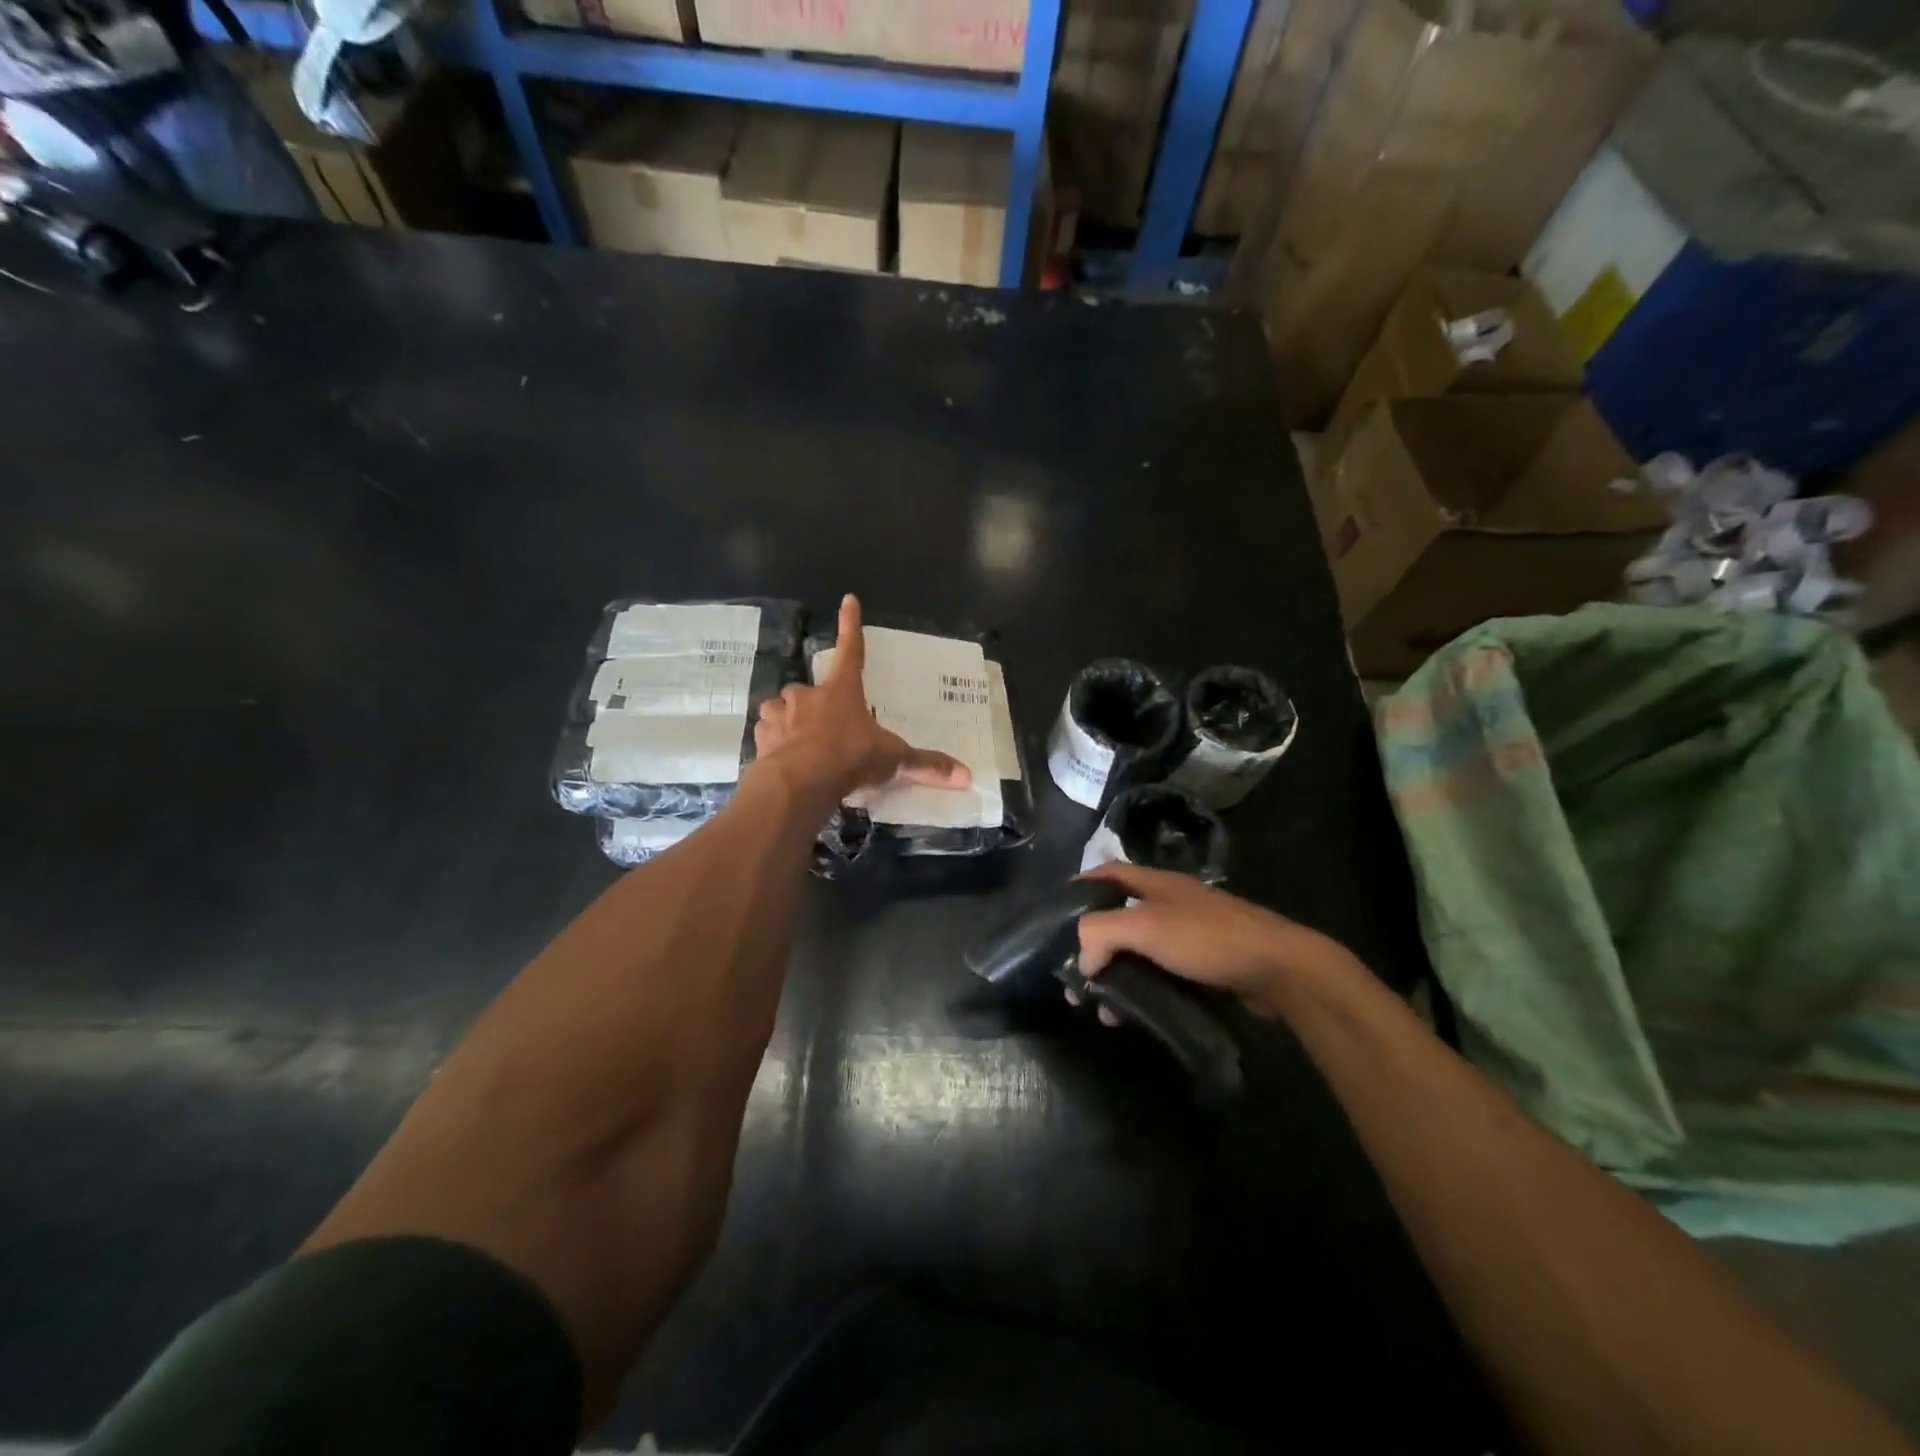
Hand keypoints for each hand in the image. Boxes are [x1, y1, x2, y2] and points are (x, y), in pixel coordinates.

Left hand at [753, 594, 972, 802]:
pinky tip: (782, 759)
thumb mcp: (892, 759)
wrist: (801, 781)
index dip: (851, 624)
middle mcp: (808, 696)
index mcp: (842, 691)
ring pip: (780, 709)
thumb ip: (924, 765)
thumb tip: (967, 776)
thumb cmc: (850, 757)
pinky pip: (767, 733)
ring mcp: (781, 715)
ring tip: (800, 743)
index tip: (848, 599)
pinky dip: (773, 742)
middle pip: (808, 689)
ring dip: (788, 720)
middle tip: (825, 726)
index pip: (851, 650)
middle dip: (813, 703)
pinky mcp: (762, 737)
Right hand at [1071, 862, 1363, 1021]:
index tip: (1053, 917)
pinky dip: (1139, 991)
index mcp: (1154, 883)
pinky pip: (1157, 975)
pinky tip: (1130, 1016)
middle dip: (1091, 946)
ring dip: (1114, 976)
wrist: (1279, 969)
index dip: (1078, 889)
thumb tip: (1081, 962)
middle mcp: (1167, 904)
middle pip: (1117, 918)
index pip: (1105, 875)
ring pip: (1136, 952)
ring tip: (1100, 1008)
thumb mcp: (1147, 926)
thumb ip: (1101, 933)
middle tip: (1073, 977)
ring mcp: (1186, 935)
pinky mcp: (1200, 966)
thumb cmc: (1208, 938)